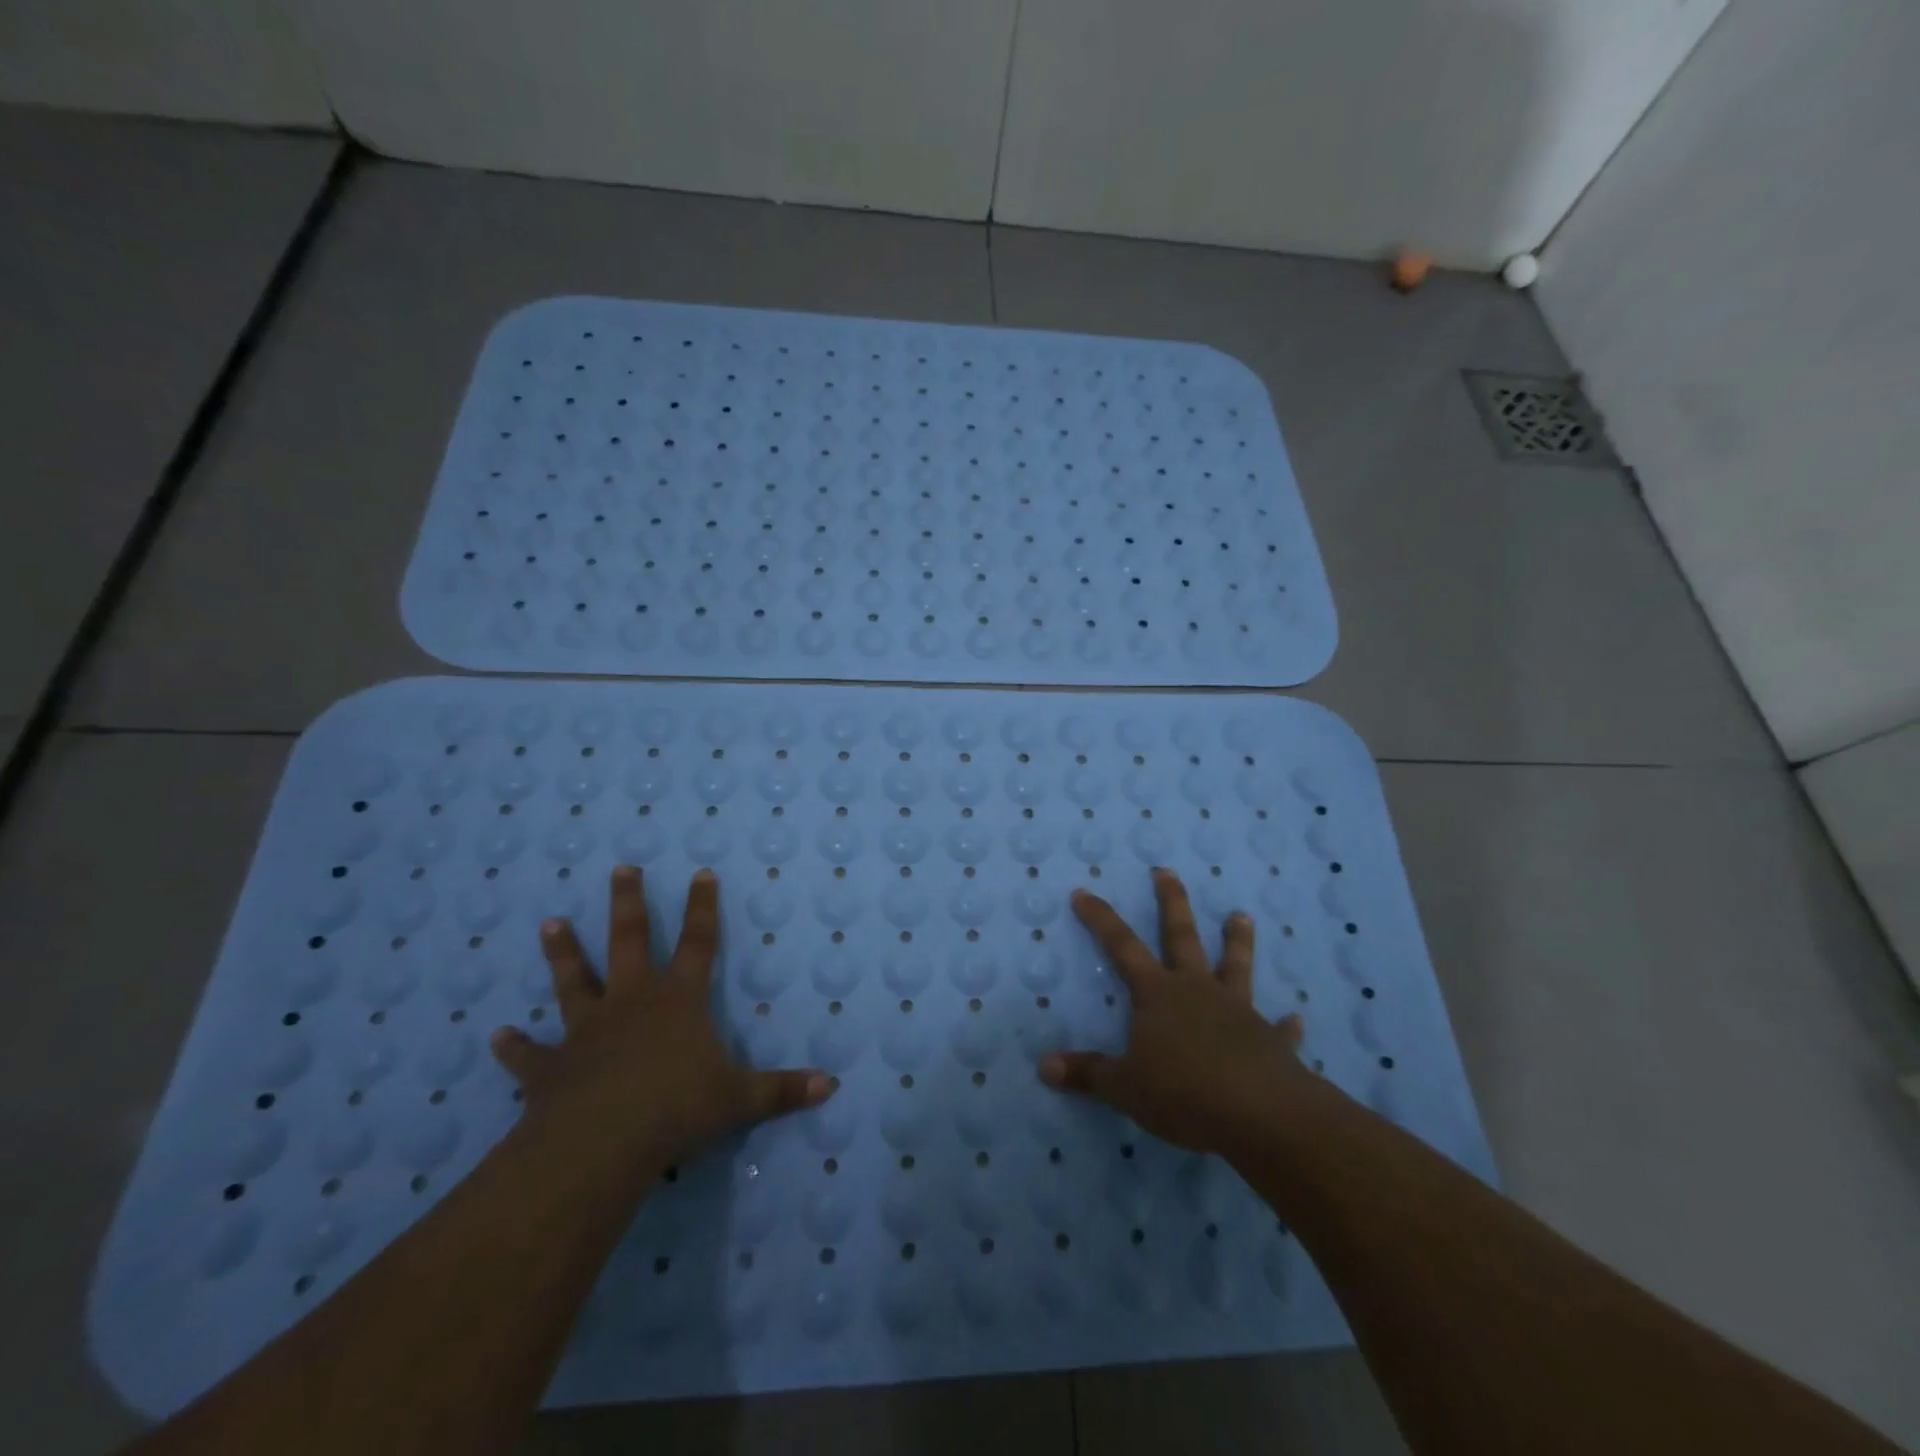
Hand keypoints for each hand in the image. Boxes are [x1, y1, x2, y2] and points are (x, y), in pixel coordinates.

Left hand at [490, 866, 832, 1178]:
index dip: (702, 907)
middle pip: (629, 941)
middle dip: (628, 903)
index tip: (700, 872)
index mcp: (679, 1000)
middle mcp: (632, 1003)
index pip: (699, 942)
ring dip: (563, 953)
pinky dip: (514, 1047)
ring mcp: (587, 1031)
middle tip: (621, 868)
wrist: (601, 1144)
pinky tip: (497, 1036)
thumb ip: (783, 1091)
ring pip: (574, 982)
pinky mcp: (552, 1068)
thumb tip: (831, 1085)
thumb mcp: (740, 1100)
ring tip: (550, 923)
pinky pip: (529, 1055)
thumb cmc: (677, 1109)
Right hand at [1039, 868, 1313, 1155]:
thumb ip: (1088, 1074)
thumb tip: (1045, 1066)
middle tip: (1166, 871)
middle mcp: (1198, 990)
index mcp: (1159, 994)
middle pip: (1182, 936)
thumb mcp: (1126, 1088)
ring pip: (1236, 966)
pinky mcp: (1270, 1040)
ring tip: (1242, 916)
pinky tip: (1295, 1019)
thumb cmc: (1185, 1093)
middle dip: (1172, 902)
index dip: (1100, 919)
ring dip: (1238, 941)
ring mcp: (1238, 1011)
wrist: (1262, 1115)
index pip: (1122, 946)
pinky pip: (1278, 1028)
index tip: (1083, 892)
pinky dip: (1285, 1024)